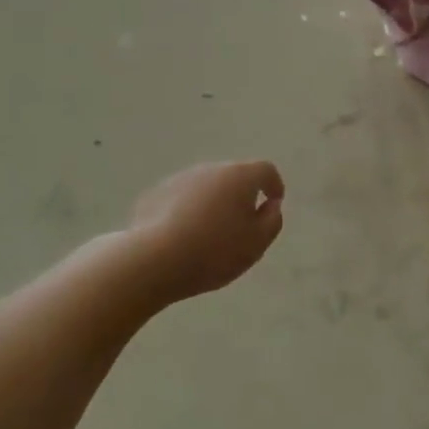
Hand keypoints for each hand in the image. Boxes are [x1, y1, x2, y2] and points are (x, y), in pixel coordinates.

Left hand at [128, 160, 284, 302]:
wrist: (154, 260)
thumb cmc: (215, 251)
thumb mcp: (257, 243)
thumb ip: (272, 220)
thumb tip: (270, 205)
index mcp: (239, 176)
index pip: (266, 170)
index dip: (274, 185)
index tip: (273, 204)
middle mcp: (210, 169)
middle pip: (234, 177)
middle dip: (241, 196)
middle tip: (241, 226)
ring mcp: (179, 179)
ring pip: (206, 187)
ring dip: (213, 203)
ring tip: (210, 235)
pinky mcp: (155, 194)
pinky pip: (182, 199)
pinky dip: (188, 212)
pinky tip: (183, 237)